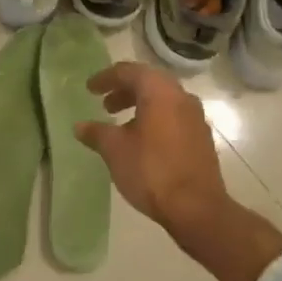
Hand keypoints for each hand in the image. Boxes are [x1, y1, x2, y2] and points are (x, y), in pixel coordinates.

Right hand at [77, 62, 281, 280]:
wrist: (197, 208)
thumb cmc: (151, 171)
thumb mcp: (115, 150)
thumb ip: (96, 133)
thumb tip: (80, 126)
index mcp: (159, 91)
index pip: (129, 71)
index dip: (106, 78)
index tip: (89, 89)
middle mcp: (181, 96)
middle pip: (148, 82)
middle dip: (124, 90)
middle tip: (104, 104)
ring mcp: (195, 117)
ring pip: (163, 100)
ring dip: (140, 105)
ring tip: (120, 124)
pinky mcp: (202, 137)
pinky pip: (174, 116)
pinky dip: (155, 119)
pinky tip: (142, 141)